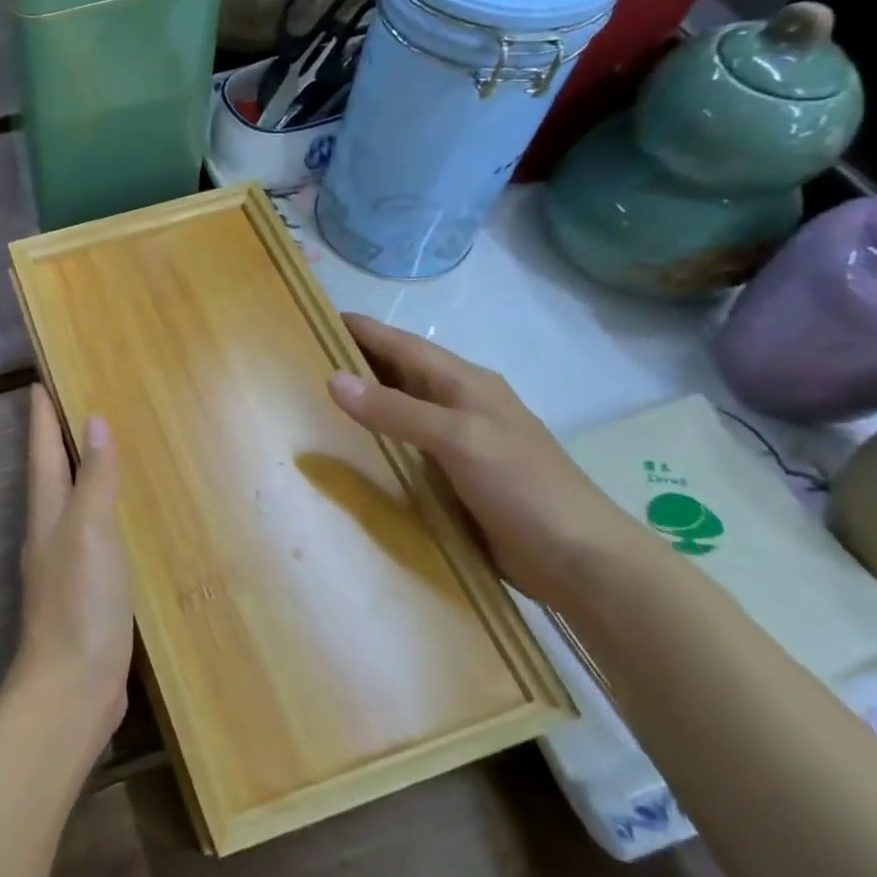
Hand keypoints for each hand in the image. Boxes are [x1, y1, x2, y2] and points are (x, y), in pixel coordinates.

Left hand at [14, 386, 133, 742]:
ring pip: (72, 504)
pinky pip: (93, 536)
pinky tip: (122, 518)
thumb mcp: (90, 534)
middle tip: (77, 403)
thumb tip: (93, 422)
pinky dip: (103, 513)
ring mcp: (66, 566)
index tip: (40, 379)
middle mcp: (50, 534)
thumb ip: (94, 480)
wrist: (72, 691)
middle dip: (58, 438)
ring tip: (102, 450)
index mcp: (48, 515)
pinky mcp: (86, 593)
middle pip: (52, 474)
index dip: (41, 416)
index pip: (43, 452)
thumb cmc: (80, 605)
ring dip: (81, 474)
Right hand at [326, 313, 647, 610]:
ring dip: (360, 406)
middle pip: (397, 374)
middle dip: (353, 364)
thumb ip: (396, 411)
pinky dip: (374, 445)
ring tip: (308, 404)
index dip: (360, 330)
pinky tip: (345, 455)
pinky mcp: (452, 480)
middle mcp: (458, 406)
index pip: (402, 344)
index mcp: (465, 383)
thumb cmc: (524, 487)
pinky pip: (403, 451)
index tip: (311, 316)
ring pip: (398, 413)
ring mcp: (456, 445)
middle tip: (297, 362)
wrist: (579, 560)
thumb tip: (333, 379)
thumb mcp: (459, 440)